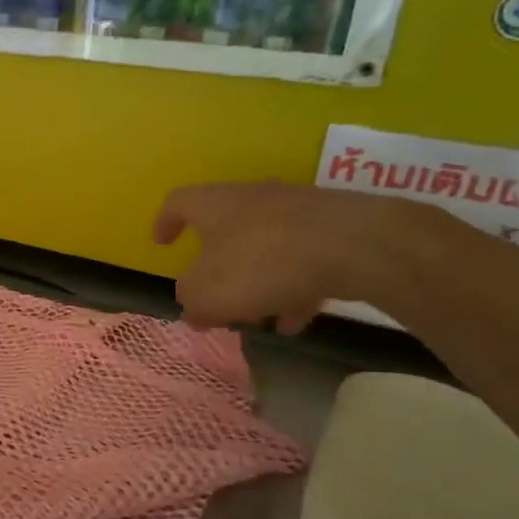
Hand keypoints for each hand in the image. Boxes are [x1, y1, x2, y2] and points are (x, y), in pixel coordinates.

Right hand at [153, 181, 426, 333]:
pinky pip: (301, 259)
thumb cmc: (263, 263)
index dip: (165, 223)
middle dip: (217, 268)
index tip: (162, 245)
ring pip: (265, 247)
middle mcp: (253, 199)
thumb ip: (191, 299)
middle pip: (224, 229)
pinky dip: (293, 288)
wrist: (356, 244)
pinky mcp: (333, 228)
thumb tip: (191, 305)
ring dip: (256, 283)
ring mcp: (297, 210)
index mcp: (215, 205)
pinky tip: (297, 320)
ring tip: (259, 318)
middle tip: (214, 298)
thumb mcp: (208, 292)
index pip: (178, 202)